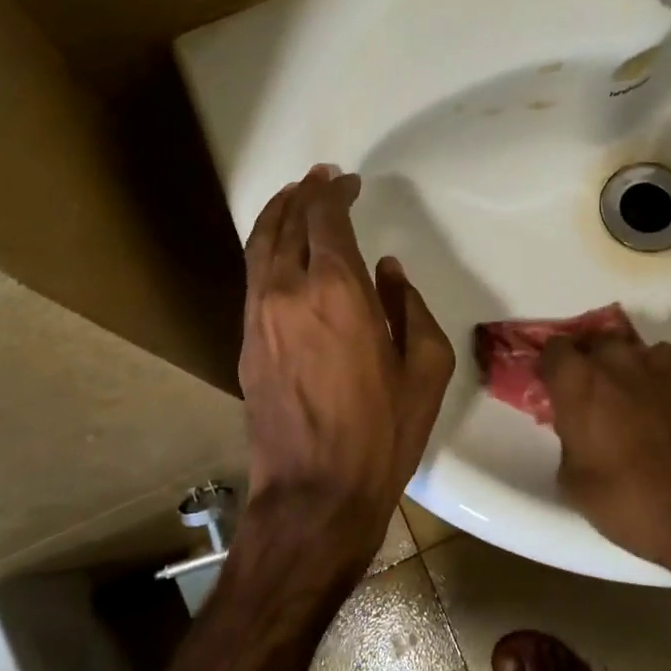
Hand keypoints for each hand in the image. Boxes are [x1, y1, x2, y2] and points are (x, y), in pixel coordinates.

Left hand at [237, 167, 454, 576]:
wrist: (314, 493)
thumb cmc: (381, 432)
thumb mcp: (425, 368)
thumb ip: (408, 306)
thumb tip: (387, 269)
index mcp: (337, 291)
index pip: (326, 220)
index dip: (336, 193)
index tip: (349, 182)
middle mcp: (288, 291)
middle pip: (287, 222)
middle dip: (304, 193)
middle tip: (320, 178)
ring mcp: (258, 315)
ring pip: (260, 245)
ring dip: (277, 214)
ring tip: (293, 198)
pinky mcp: (245, 340)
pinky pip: (253, 275)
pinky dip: (265, 247)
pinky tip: (279, 249)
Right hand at [541, 326, 670, 602]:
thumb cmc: (630, 502)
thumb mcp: (574, 482)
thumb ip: (568, 439)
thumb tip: (577, 430)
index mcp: (577, 381)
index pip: (554, 349)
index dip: (554, 368)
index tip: (557, 388)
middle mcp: (616, 359)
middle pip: (594, 343)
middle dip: (591, 364)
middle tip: (596, 398)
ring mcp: (660, 362)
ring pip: (633, 353)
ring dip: (627, 371)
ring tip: (636, 404)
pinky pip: (667, 366)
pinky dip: (661, 381)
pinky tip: (669, 411)